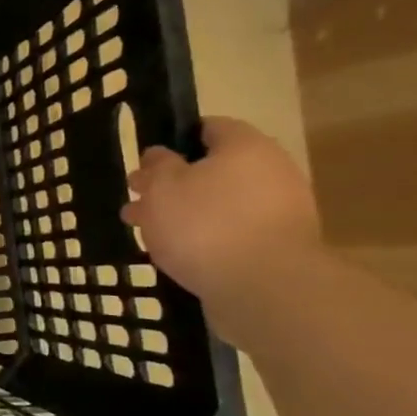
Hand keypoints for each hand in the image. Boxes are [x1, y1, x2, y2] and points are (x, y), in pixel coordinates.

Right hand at [120, 117, 321, 304]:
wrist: (264, 287)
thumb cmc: (205, 225)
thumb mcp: (162, 187)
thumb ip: (157, 166)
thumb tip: (161, 155)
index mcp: (245, 146)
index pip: (207, 127)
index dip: (172, 140)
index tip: (146, 162)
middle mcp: (270, 171)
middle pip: (212, 169)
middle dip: (172, 184)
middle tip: (137, 201)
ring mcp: (279, 211)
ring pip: (218, 203)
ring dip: (183, 213)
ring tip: (147, 232)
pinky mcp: (277, 246)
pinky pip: (232, 231)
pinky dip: (205, 237)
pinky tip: (177, 252)